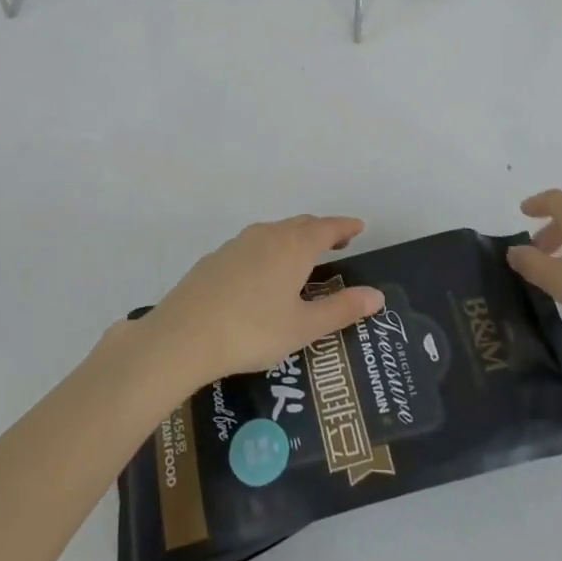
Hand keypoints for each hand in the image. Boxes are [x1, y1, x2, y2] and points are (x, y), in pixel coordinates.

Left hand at [141, 215, 384, 387]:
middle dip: (321, 230)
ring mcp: (238, 243)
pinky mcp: (216, 257)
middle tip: (336, 242)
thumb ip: (341, 310)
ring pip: (275, 232)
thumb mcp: (303, 327)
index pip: (328, 228)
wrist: (184, 335)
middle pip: (301, 225)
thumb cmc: (253, 331)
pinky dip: (269, 250)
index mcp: (294, 246)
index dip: (345, 227)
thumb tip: (377, 295)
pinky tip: (263, 274)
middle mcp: (268, 235)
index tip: (359, 227)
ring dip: (293, 238)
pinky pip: (253, 245)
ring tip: (302, 257)